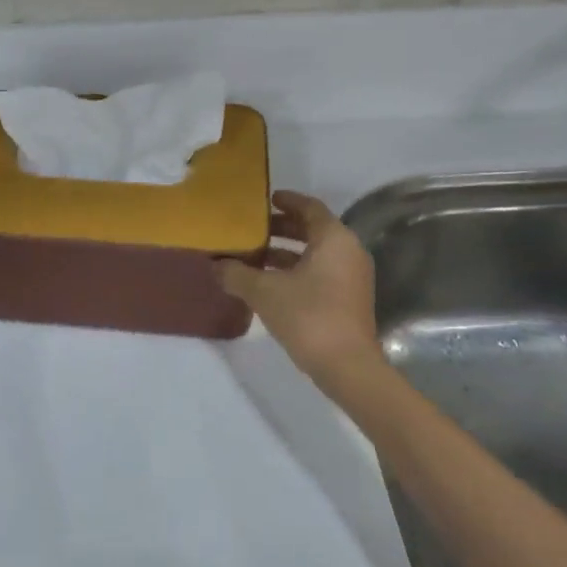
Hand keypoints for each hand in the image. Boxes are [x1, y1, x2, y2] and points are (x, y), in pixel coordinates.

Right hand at [217, 191, 384, 397]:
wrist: (347, 366)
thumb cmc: (308, 316)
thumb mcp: (264, 292)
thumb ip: (237, 274)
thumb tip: (215, 265)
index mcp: (334, 239)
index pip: (310, 207)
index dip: (287, 201)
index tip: (266, 200)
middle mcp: (348, 251)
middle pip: (313, 230)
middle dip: (283, 228)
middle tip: (253, 228)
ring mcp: (352, 277)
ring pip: (316, 254)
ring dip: (286, 252)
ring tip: (254, 256)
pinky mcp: (349, 300)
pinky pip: (320, 272)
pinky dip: (297, 270)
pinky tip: (269, 283)